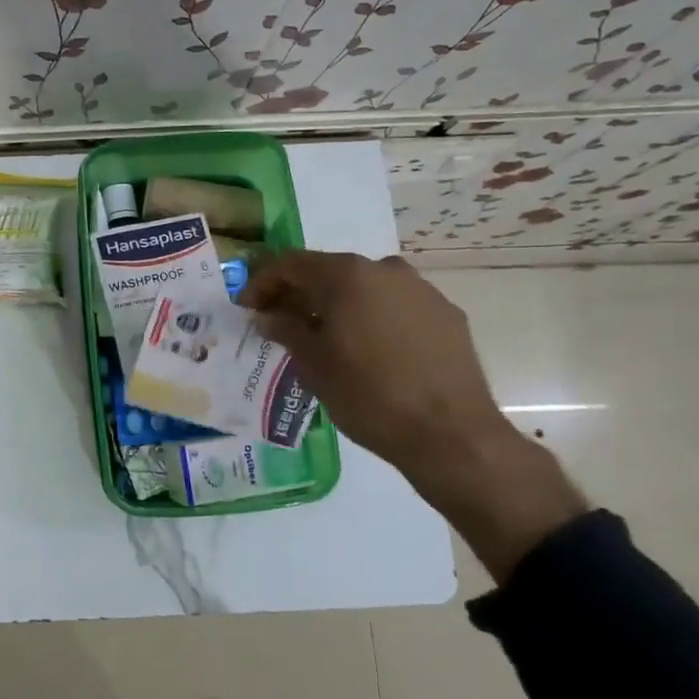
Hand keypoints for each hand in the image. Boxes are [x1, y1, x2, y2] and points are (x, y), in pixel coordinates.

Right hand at [241, 251, 585, 579]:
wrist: (450, 434)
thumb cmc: (368, 395)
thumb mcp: (313, 365)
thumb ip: (286, 330)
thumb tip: (268, 316)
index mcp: (347, 276)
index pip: (291, 264)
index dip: (263, 282)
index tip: (247, 307)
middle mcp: (385, 270)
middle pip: (330, 272)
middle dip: (301, 294)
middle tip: (281, 323)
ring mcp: (421, 290)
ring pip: (366, 288)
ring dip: (339, 306)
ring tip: (325, 338)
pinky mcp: (447, 314)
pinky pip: (396, 307)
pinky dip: (373, 319)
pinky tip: (369, 351)